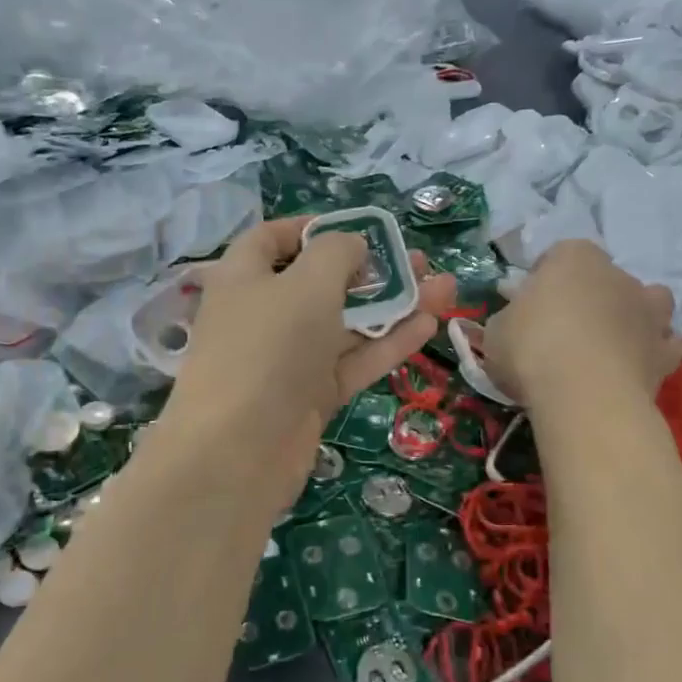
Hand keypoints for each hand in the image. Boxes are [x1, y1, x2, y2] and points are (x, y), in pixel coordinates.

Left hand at [156, 217, 457, 510]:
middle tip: (419, 261)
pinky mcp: (309, 398)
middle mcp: (262, 315)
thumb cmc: (268, 349)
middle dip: (370, 269)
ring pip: (344, 325)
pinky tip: (429, 324)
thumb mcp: (306, 284)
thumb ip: (335, 253)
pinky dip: (387, 344)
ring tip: (444, 287)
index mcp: (243, 277)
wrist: (237, 453)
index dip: (314, 227)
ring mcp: (287, 360)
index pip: (273, 239)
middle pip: (319, 283)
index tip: (359, 228)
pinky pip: (351, 362)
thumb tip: (353, 246)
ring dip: (391, 305)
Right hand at [474, 241, 681, 409]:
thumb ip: (509, 319)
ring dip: (631, 317)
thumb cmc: (531, 351)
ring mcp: (649, 311)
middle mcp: (618, 275)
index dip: (542, 280)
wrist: (584, 395)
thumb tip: (514, 319)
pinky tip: (630, 368)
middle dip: (587, 298)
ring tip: (606, 345)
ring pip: (647, 303)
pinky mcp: (666, 351)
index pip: (558, 255)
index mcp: (573, 258)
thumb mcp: (496, 332)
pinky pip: (662, 344)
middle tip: (561, 331)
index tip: (528, 305)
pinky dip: (650, 352)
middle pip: (602, 279)